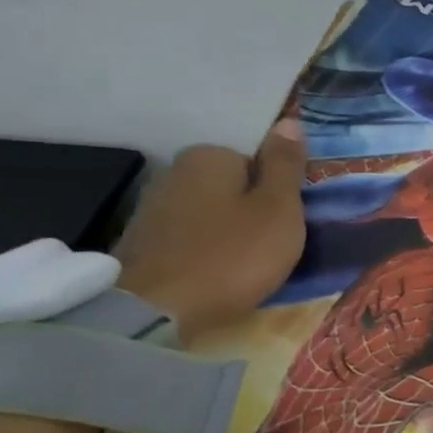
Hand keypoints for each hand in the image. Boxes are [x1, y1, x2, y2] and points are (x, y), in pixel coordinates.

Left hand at [113, 121, 307, 342]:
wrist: (157, 311)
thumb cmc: (234, 254)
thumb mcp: (280, 208)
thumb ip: (286, 165)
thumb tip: (290, 122)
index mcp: (209, 157)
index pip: (257, 162)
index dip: (278, 192)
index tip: (288, 222)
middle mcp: (174, 172)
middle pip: (232, 187)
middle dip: (252, 210)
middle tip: (273, 245)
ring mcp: (152, 209)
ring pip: (211, 214)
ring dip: (230, 233)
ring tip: (248, 265)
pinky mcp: (141, 245)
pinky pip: (191, 240)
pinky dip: (207, 253)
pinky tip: (217, 275)